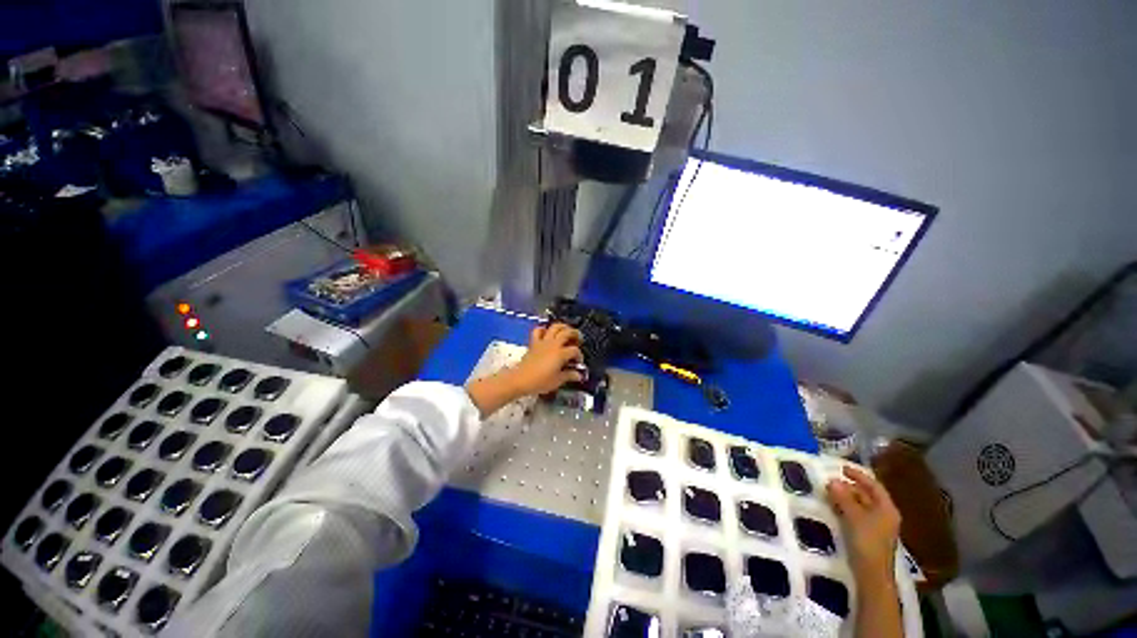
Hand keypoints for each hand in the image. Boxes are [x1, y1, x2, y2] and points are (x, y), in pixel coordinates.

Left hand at [509, 323, 583, 394]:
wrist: (521, 379)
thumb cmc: (540, 381)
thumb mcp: (557, 381)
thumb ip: (569, 375)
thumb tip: (578, 375)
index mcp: (560, 354)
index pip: (575, 350)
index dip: (579, 356)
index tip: (579, 362)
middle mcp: (553, 344)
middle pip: (567, 332)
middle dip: (575, 334)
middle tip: (579, 339)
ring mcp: (543, 342)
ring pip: (555, 327)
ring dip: (563, 327)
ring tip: (567, 330)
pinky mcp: (534, 342)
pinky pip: (538, 330)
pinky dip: (543, 329)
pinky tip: (547, 333)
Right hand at [826, 466, 900, 582]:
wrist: (871, 574)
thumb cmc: (867, 542)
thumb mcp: (854, 517)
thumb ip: (843, 498)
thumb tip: (831, 480)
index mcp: (887, 509)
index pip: (874, 486)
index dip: (858, 475)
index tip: (841, 468)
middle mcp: (884, 515)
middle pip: (867, 495)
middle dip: (849, 487)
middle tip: (829, 481)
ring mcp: (876, 526)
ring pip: (860, 505)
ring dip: (845, 498)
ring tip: (828, 492)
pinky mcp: (867, 534)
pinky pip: (856, 515)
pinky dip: (845, 508)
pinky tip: (833, 508)